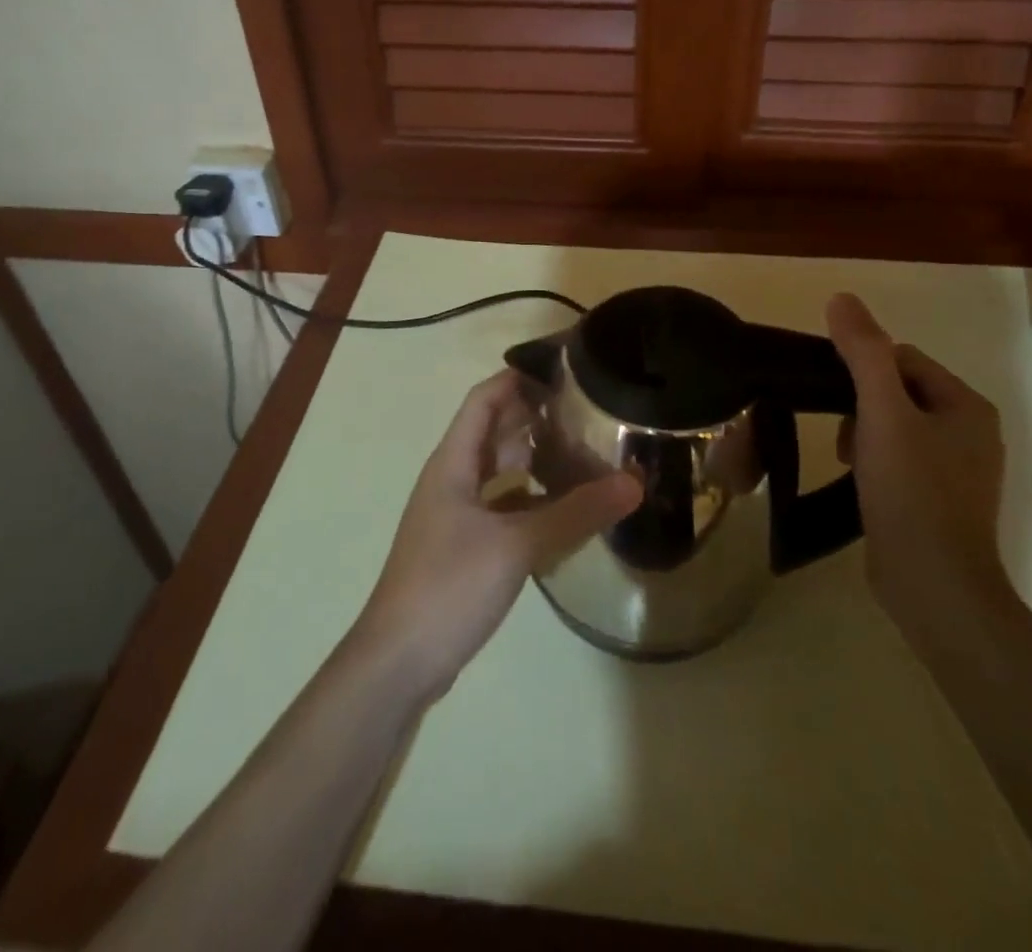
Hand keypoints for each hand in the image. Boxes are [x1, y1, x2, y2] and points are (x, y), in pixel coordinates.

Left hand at [353, 371, 641, 700]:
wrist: (398, 662)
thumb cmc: (449, 586)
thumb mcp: (517, 545)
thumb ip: (575, 513)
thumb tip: (634, 483)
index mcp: (453, 462)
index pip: (484, 399)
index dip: (517, 378)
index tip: (562, 369)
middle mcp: (451, 479)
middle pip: (493, 431)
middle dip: (534, 416)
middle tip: (585, 409)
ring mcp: (455, 515)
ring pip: (498, 471)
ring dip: (533, 458)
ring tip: (582, 451)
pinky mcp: (462, 546)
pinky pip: (501, 505)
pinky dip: (530, 498)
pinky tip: (563, 508)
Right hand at [825, 293, 1012, 613]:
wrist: (934, 585)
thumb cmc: (911, 491)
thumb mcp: (882, 414)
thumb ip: (862, 353)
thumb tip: (841, 297)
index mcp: (966, 405)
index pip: (903, 359)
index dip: (864, 373)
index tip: (839, 401)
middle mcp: (972, 431)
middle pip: (899, 392)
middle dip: (862, 407)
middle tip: (845, 438)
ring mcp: (960, 469)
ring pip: (896, 427)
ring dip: (865, 436)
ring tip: (849, 462)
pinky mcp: (941, 500)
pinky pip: (901, 460)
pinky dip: (876, 464)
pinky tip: (861, 483)